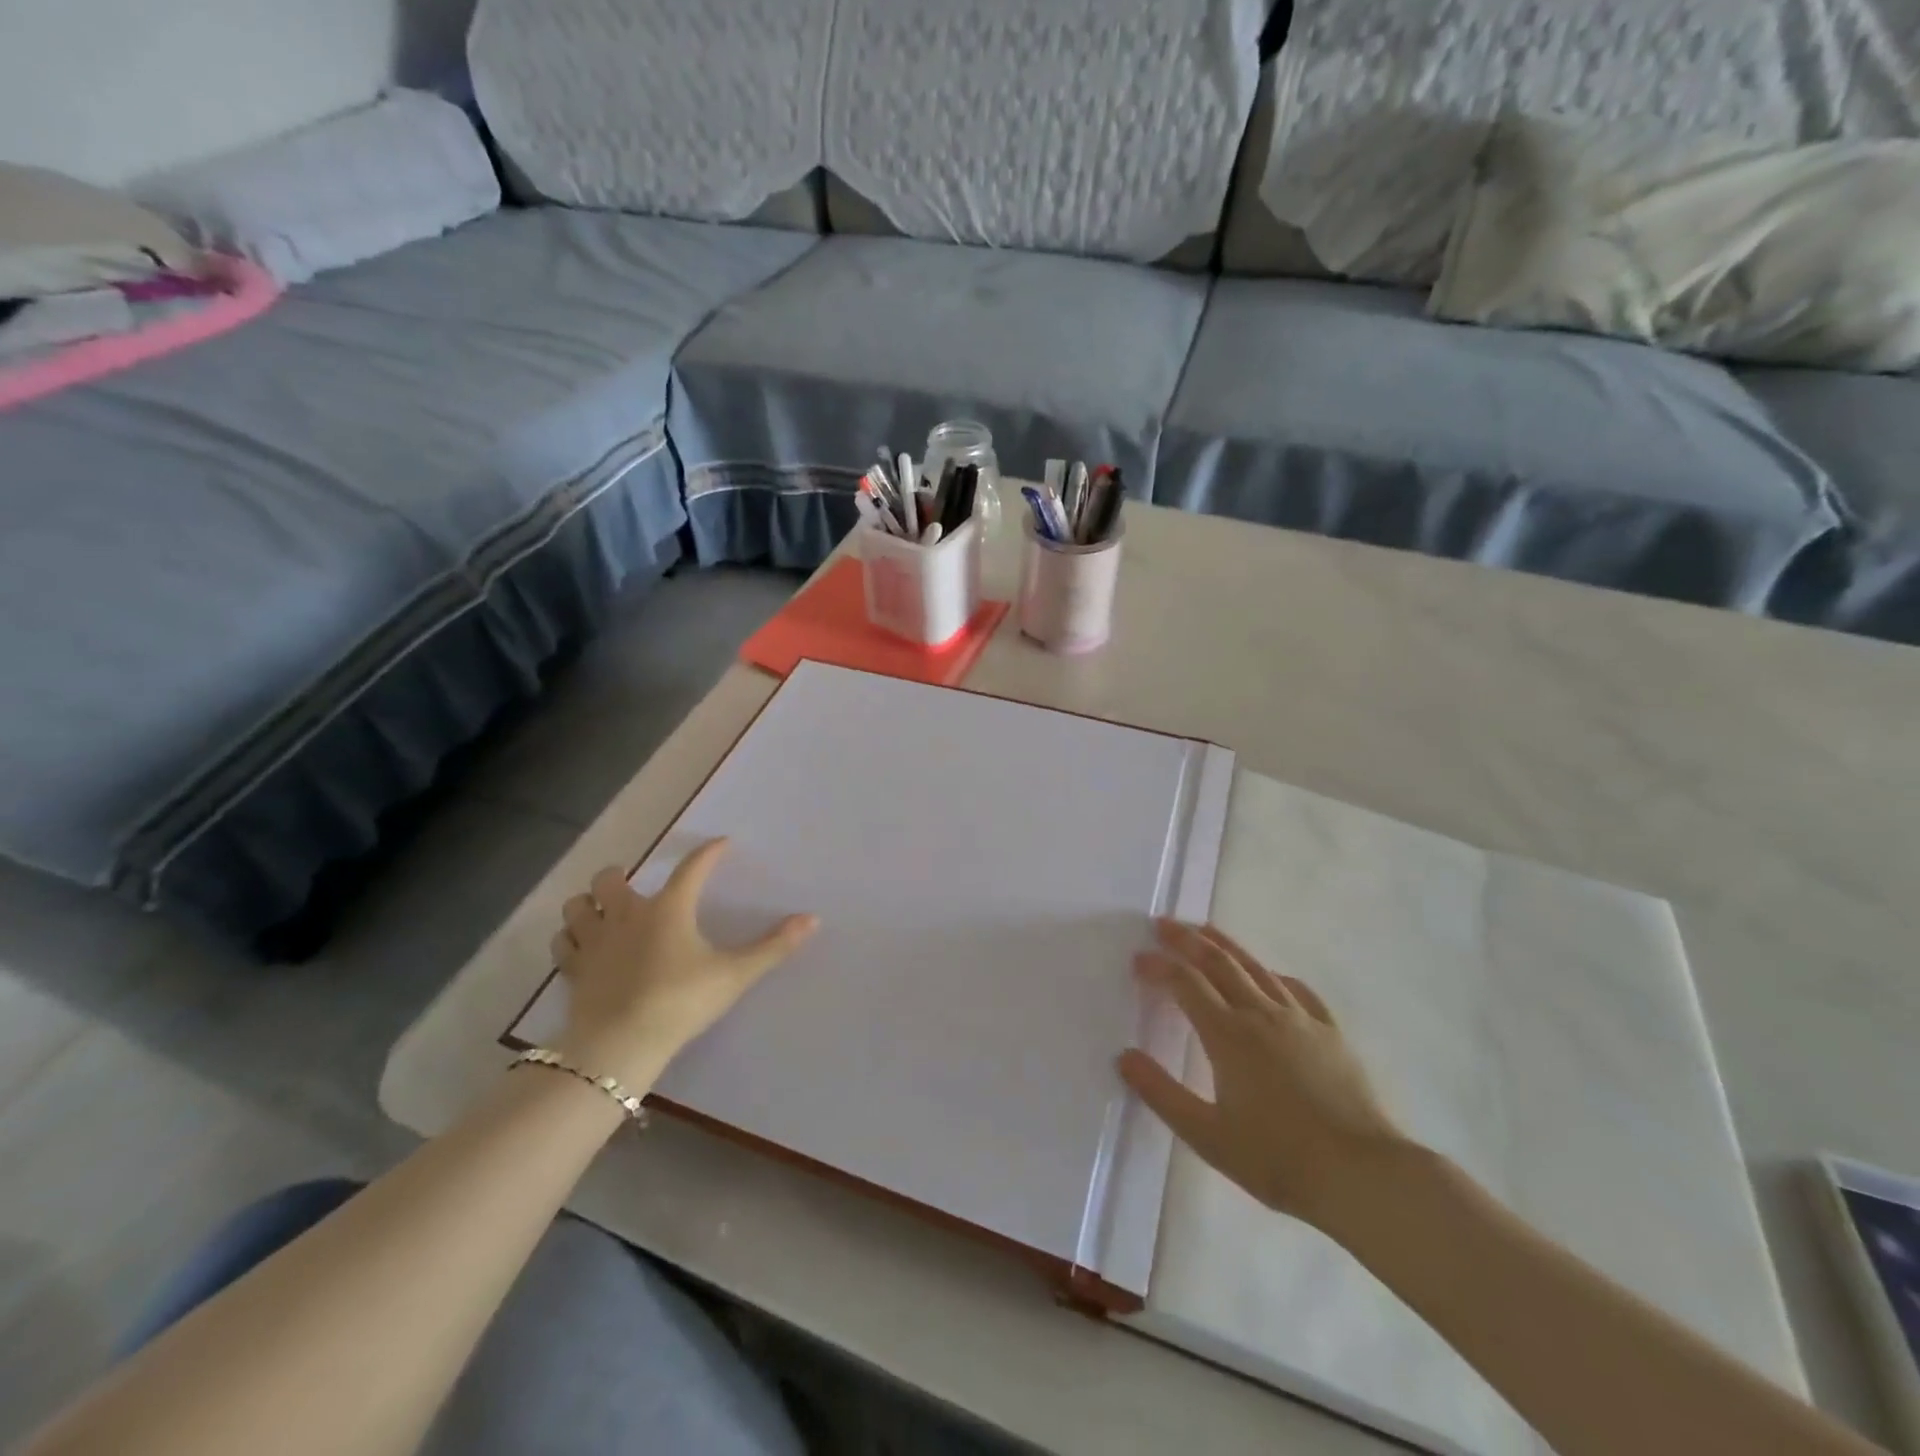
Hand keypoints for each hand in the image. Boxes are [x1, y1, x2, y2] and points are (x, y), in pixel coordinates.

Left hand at [549, 839, 817, 1088]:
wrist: (621, 1045)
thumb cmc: (682, 1001)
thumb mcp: (734, 974)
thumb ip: (773, 947)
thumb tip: (813, 919)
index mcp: (669, 909)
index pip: (692, 868)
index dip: (709, 853)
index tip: (721, 844)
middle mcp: (627, 915)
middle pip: (612, 878)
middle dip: (621, 876)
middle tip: (636, 887)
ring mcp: (595, 941)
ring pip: (578, 905)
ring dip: (589, 903)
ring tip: (602, 912)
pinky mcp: (574, 970)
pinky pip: (563, 943)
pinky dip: (571, 937)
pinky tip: (583, 945)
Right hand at [1118, 920, 1404, 1229]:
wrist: (1362, 1176)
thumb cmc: (1277, 1159)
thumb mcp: (1207, 1136)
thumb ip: (1161, 1093)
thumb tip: (1124, 1057)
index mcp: (1228, 1035)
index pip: (1185, 983)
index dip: (1159, 966)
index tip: (1138, 959)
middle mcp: (1261, 1014)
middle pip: (1218, 962)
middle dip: (1187, 940)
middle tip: (1163, 924)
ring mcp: (1300, 1020)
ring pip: (1256, 968)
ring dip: (1225, 945)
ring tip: (1205, 930)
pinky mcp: (1330, 1033)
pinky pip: (1297, 990)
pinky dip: (1274, 974)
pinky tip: (1270, 976)